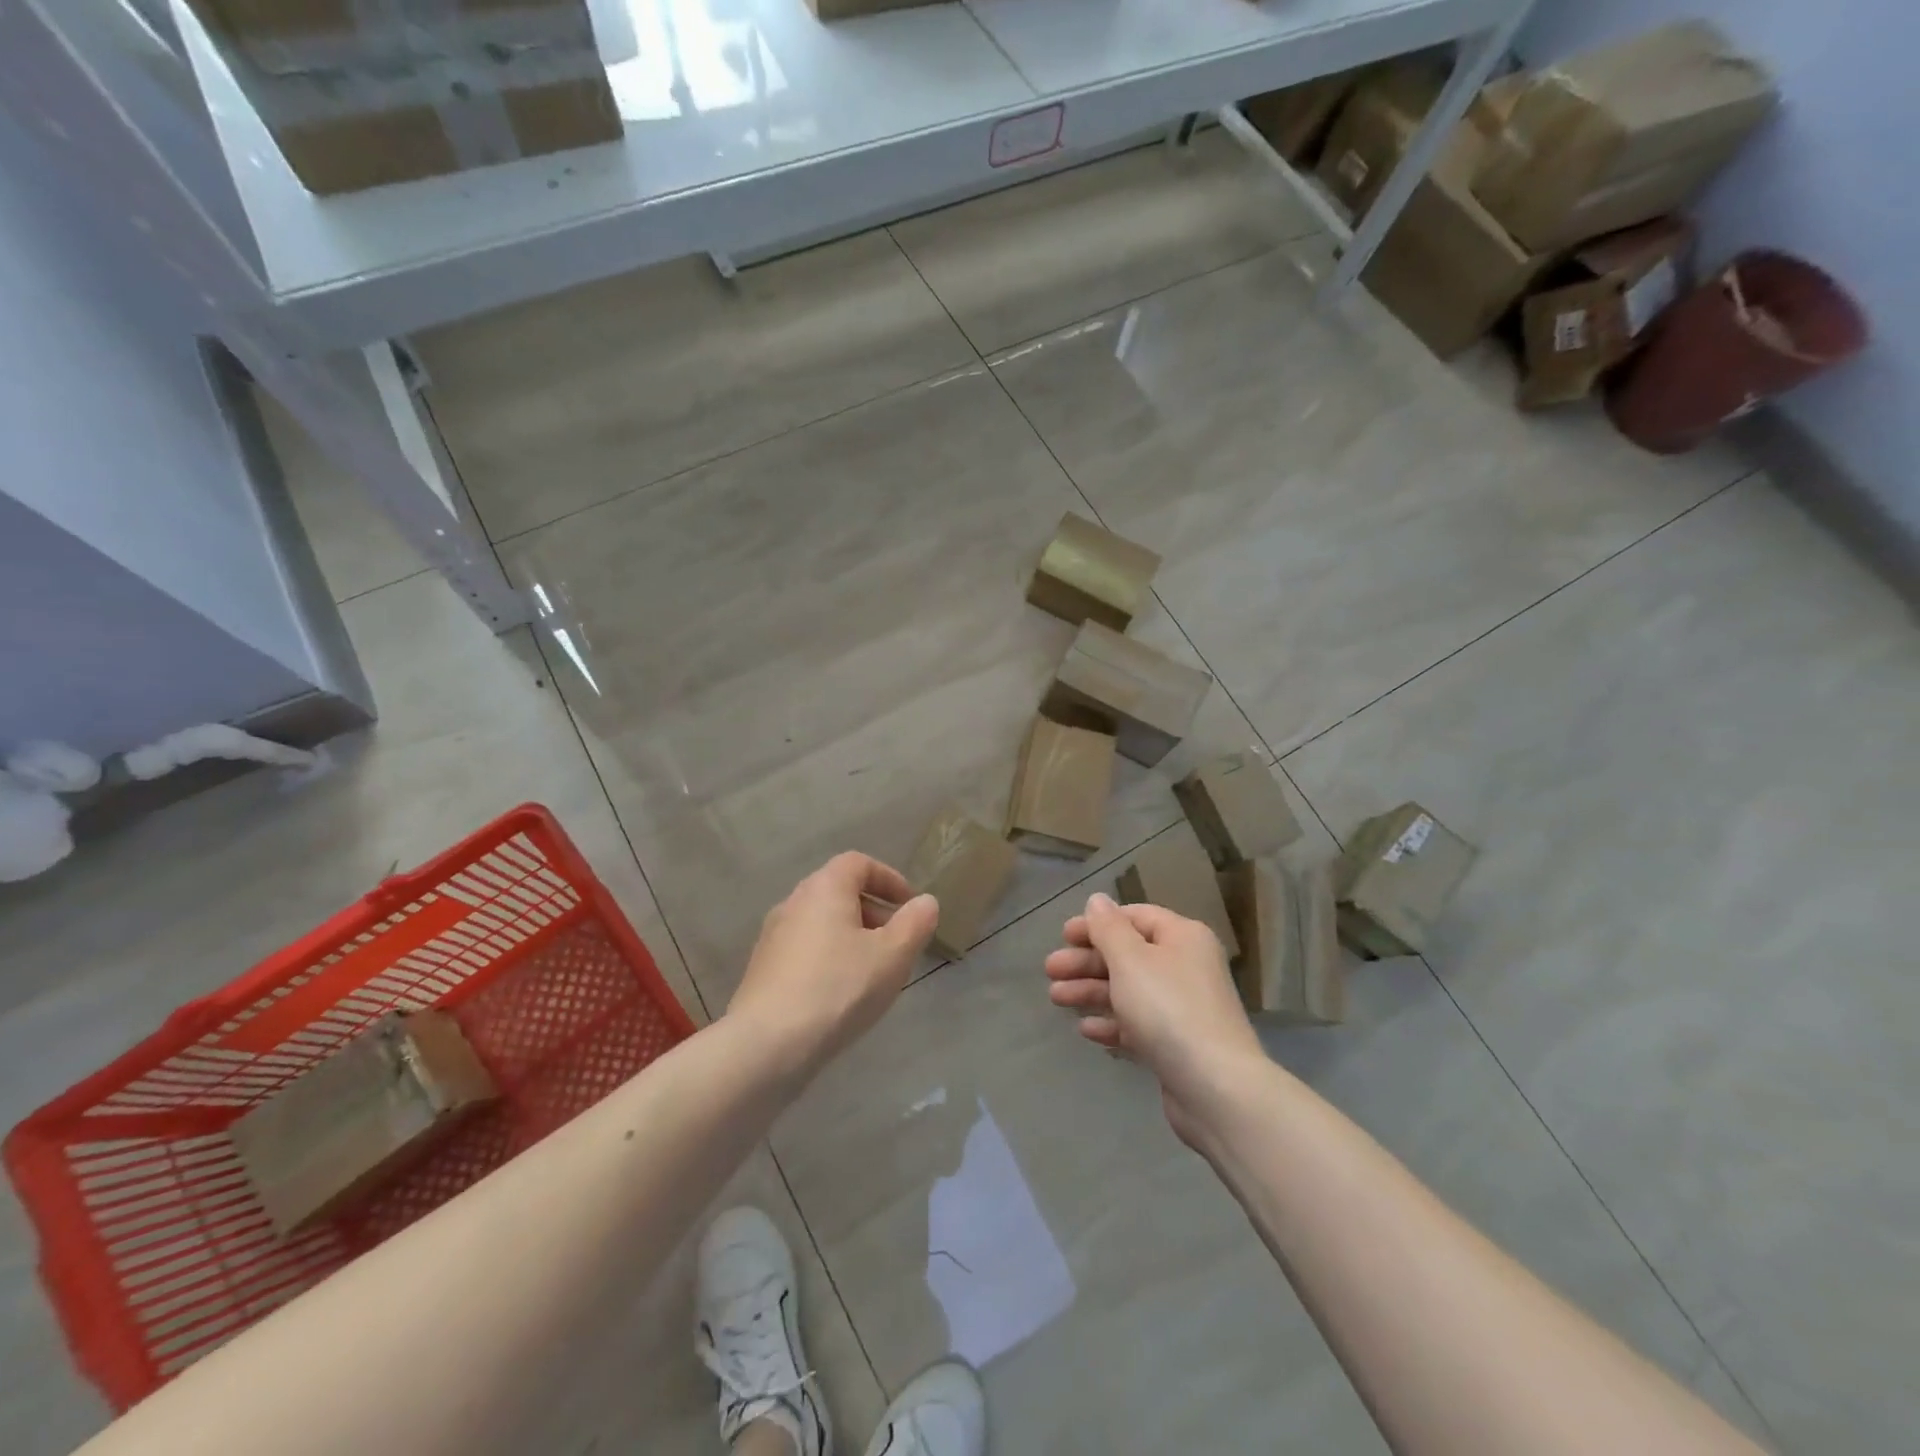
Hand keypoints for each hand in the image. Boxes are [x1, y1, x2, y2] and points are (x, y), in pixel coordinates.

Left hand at [728, 852, 938, 1077]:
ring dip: (851, 936)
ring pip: (821, 923)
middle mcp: (793, 902)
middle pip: (838, 891)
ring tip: (873, 970)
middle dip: (873, 910)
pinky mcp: (762, 969)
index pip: (858, 863)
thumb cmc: (838, 988)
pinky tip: (841, 993)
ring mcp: (772, 936)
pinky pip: (804, 949)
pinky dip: (829, 957)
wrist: (767, 1044)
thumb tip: (926, 902)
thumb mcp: (892, 956)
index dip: (888, 878)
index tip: (910, 905)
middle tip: (897, 940)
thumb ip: (915, 923)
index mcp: (824, 888)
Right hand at [1045, 892, 1265, 1144]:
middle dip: (1087, 961)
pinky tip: (1086, 1030)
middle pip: (1128, 955)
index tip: (1064, 935)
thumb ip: (1108, 928)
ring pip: (1129, 990)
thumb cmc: (1168, 1009)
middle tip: (1050, 970)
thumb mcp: (1130, 960)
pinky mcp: (1177, 1045)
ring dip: (1091, 991)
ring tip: (1055, 999)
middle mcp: (1185, 967)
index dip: (1098, 923)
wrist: (1216, 1088)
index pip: (1135, 917)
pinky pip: (1138, 1024)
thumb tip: (1097, 900)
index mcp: (1182, 937)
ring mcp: (1183, 1008)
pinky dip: (1112, 1023)